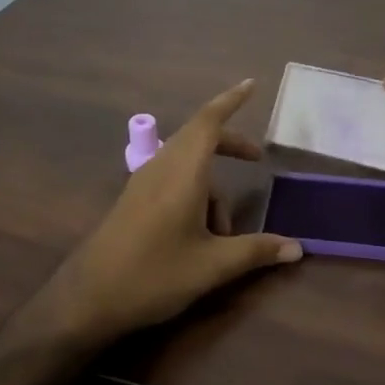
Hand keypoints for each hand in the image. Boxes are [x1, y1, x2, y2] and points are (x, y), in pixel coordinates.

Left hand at [42, 80, 302, 350]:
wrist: (86, 299)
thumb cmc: (153, 275)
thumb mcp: (212, 266)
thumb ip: (256, 251)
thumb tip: (298, 247)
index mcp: (182, 172)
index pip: (209, 121)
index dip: (231, 100)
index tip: (252, 85)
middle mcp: (161, 168)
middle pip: (200, 139)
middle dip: (230, 146)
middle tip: (257, 158)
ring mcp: (143, 183)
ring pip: (187, 165)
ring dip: (213, 188)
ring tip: (224, 234)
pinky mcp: (134, 200)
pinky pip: (173, 180)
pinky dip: (195, 194)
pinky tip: (199, 235)